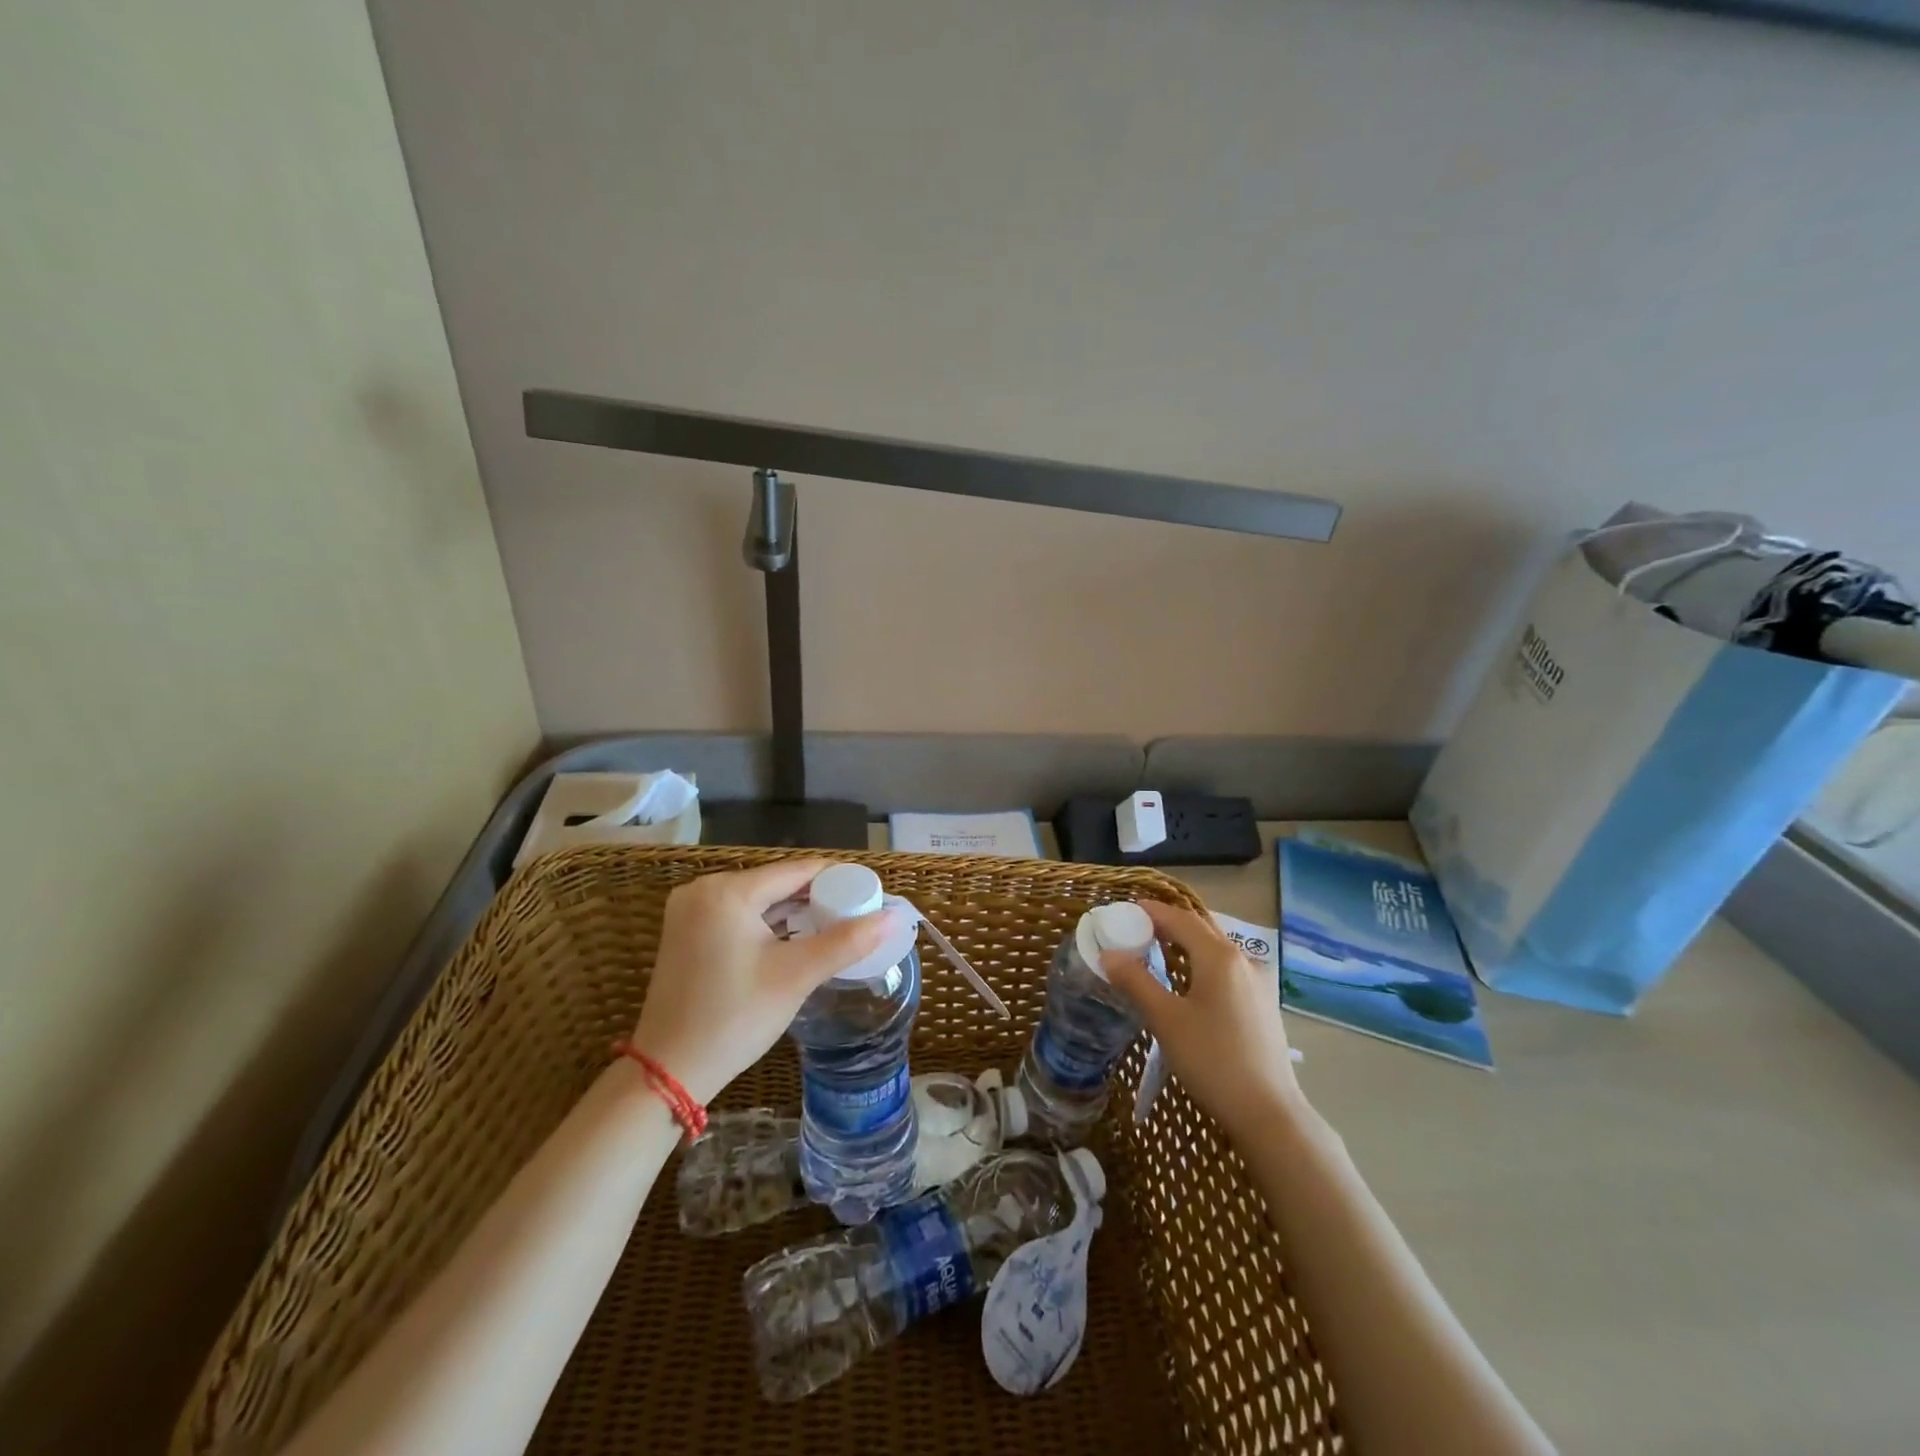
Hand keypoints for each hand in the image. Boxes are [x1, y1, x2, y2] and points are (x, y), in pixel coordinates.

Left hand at [630, 859, 899, 1104]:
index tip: (871, 892)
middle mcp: (703, 890)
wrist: (668, 1072)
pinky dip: (768, 923)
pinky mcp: (685, 932)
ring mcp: (689, 911)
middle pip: (776, 882)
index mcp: (727, 891)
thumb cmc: (734, 1018)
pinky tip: (795, 937)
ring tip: (835, 924)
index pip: (796, 870)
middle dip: (817, 895)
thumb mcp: (796, 976)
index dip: (838, 878)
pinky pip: (738, 914)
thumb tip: (892, 917)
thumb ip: (846, 941)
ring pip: (758, 898)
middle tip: (857, 913)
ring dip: (794, 910)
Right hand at [1104, 900, 1306, 1138]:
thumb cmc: (1213, 1060)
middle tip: (1135, 931)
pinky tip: (1187, 984)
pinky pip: (1226, 968)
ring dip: (1186, 944)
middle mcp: (1242, 960)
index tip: (1124, 911)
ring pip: (1215, 949)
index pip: (1179, 918)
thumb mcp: (1166, 1020)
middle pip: (1200, 928)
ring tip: (1155, 954)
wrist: (1269, 1113)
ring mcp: (1257, 982)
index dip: (1150, 911)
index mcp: (1219, 956)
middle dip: (1168, 924)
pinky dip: (1202, 963)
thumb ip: (1135, 982)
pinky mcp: (1262, 1003)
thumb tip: (1108, 955)